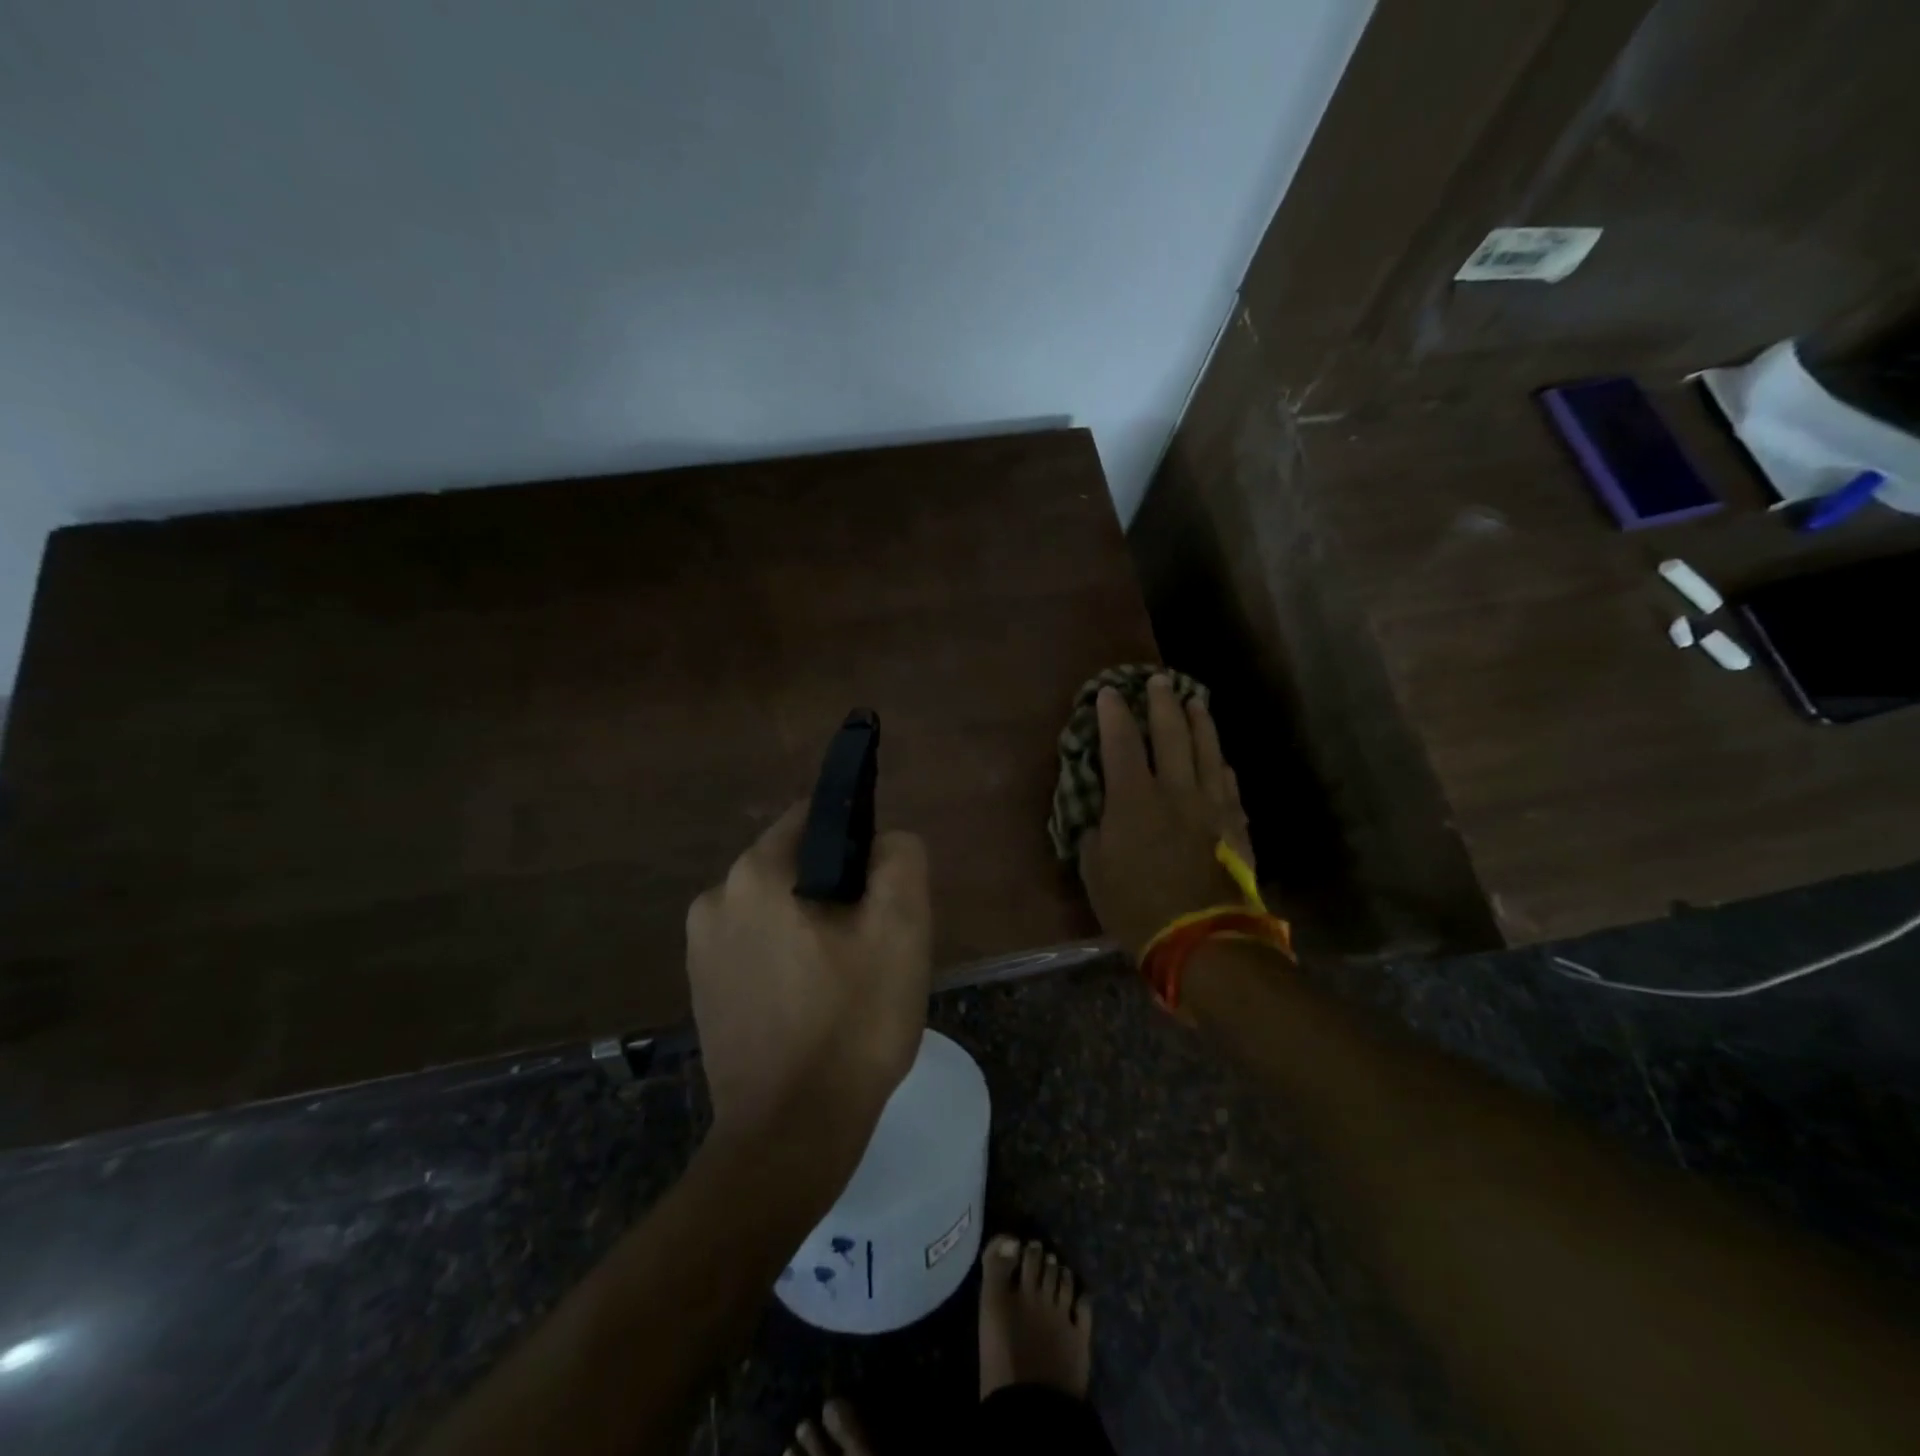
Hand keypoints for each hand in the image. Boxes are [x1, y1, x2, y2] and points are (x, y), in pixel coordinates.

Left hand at [686, 804, 931, 1165]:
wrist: (790, 1136)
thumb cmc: (852, 1024)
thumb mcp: (901, 929)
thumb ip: (900, 858)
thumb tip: (884, 841)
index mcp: (755, 873)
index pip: (814, 817)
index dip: (858, 841)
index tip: (882, 889)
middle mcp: (714, 898)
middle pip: (796, 865)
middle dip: (837, 890)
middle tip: (873, 943)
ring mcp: (700, 947)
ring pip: (777, 907)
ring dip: (813, 925)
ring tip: (847, 979)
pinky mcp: (702, 988)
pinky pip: (757, 946)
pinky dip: (788, 957)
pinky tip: (813, 1003)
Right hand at [1078, 675, 1253, 959]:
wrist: (1201, 939)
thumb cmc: (1136, 906)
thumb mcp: (1095, 870)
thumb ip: (1095, 833)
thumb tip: (1099, 814)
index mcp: (1134, 798)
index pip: (1121, 742)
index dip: (1113, 714)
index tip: (1109, 692)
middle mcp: (1176, 790)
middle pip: (1171, 733)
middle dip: (1162, 702)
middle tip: (1159, 680)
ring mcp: (1212, 805)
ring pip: (1208, 750)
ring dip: (1200, 722)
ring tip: (1195, 701)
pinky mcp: (1236, 825)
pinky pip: (1229, 784)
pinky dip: (1221, 765)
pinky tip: (1220, 760)